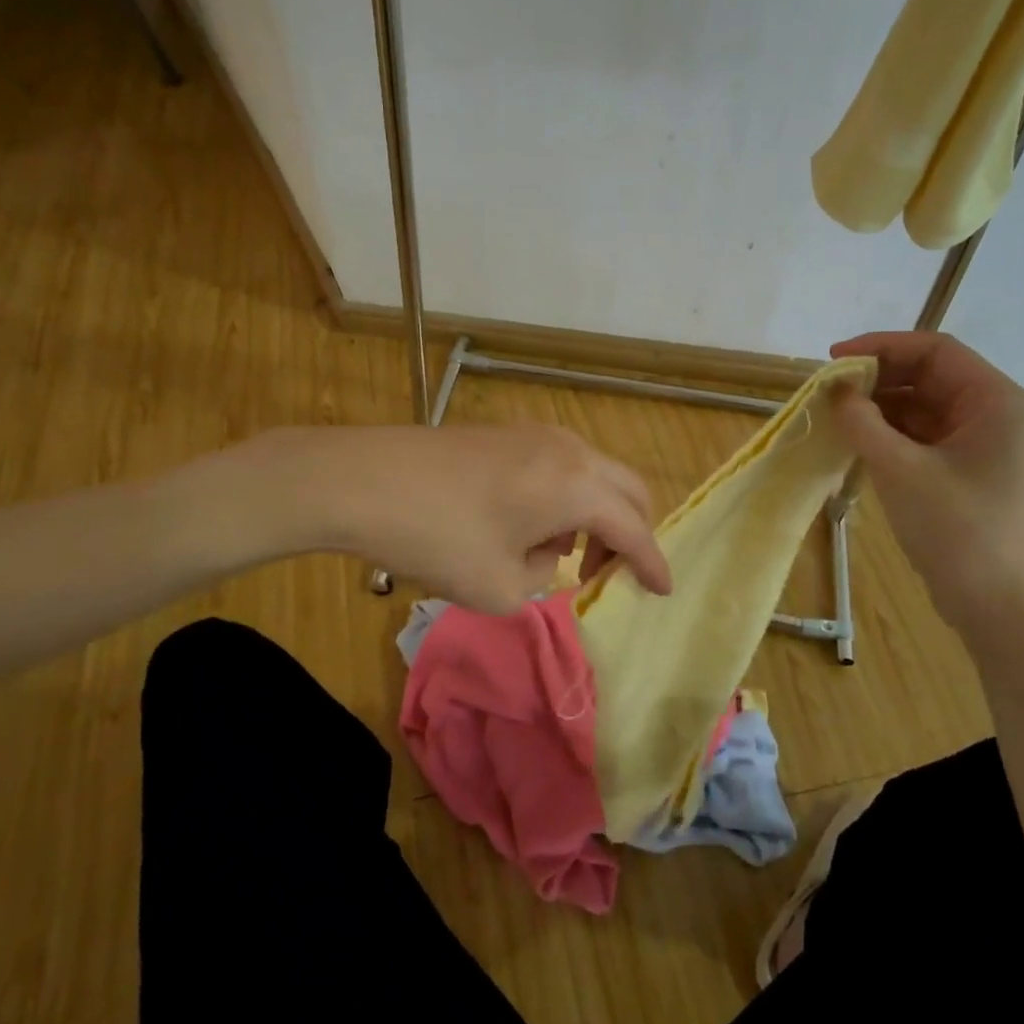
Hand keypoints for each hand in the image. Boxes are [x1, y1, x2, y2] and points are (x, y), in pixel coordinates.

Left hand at [257, 423, 671, 615]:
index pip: (634, 528)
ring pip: (590, 474)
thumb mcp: (498, 586)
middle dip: (629, 533)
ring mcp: (534, 433)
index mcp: (577, 486)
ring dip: (592, 513)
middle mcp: (568, 449)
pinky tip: (524, 524)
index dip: (651, 564)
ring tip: (557, 553)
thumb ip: (541, 580)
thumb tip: (546, 554)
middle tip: (608, 573)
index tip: (662, 591)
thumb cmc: (437, 538)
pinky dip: (562, 496)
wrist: (361, 480)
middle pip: (626, 489)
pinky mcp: (504, 432)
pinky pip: (557, 465)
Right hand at [828, 331, 1023, 632]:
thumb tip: (836, 391)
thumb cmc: (953, 527)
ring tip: (835, 413)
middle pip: (928, 375)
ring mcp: (980, 440)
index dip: (881, 346)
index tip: (834, 359)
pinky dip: (888, 431)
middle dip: (877, 378)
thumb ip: (864, 422)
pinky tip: (855, 438)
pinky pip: (921, 433)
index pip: (935, 350)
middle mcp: (994, 411)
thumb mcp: (899, 469)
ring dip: (879, 406)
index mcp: (996, 400)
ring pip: (921, 404)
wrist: (989, 599)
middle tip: (829, 389)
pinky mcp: (964, 465)